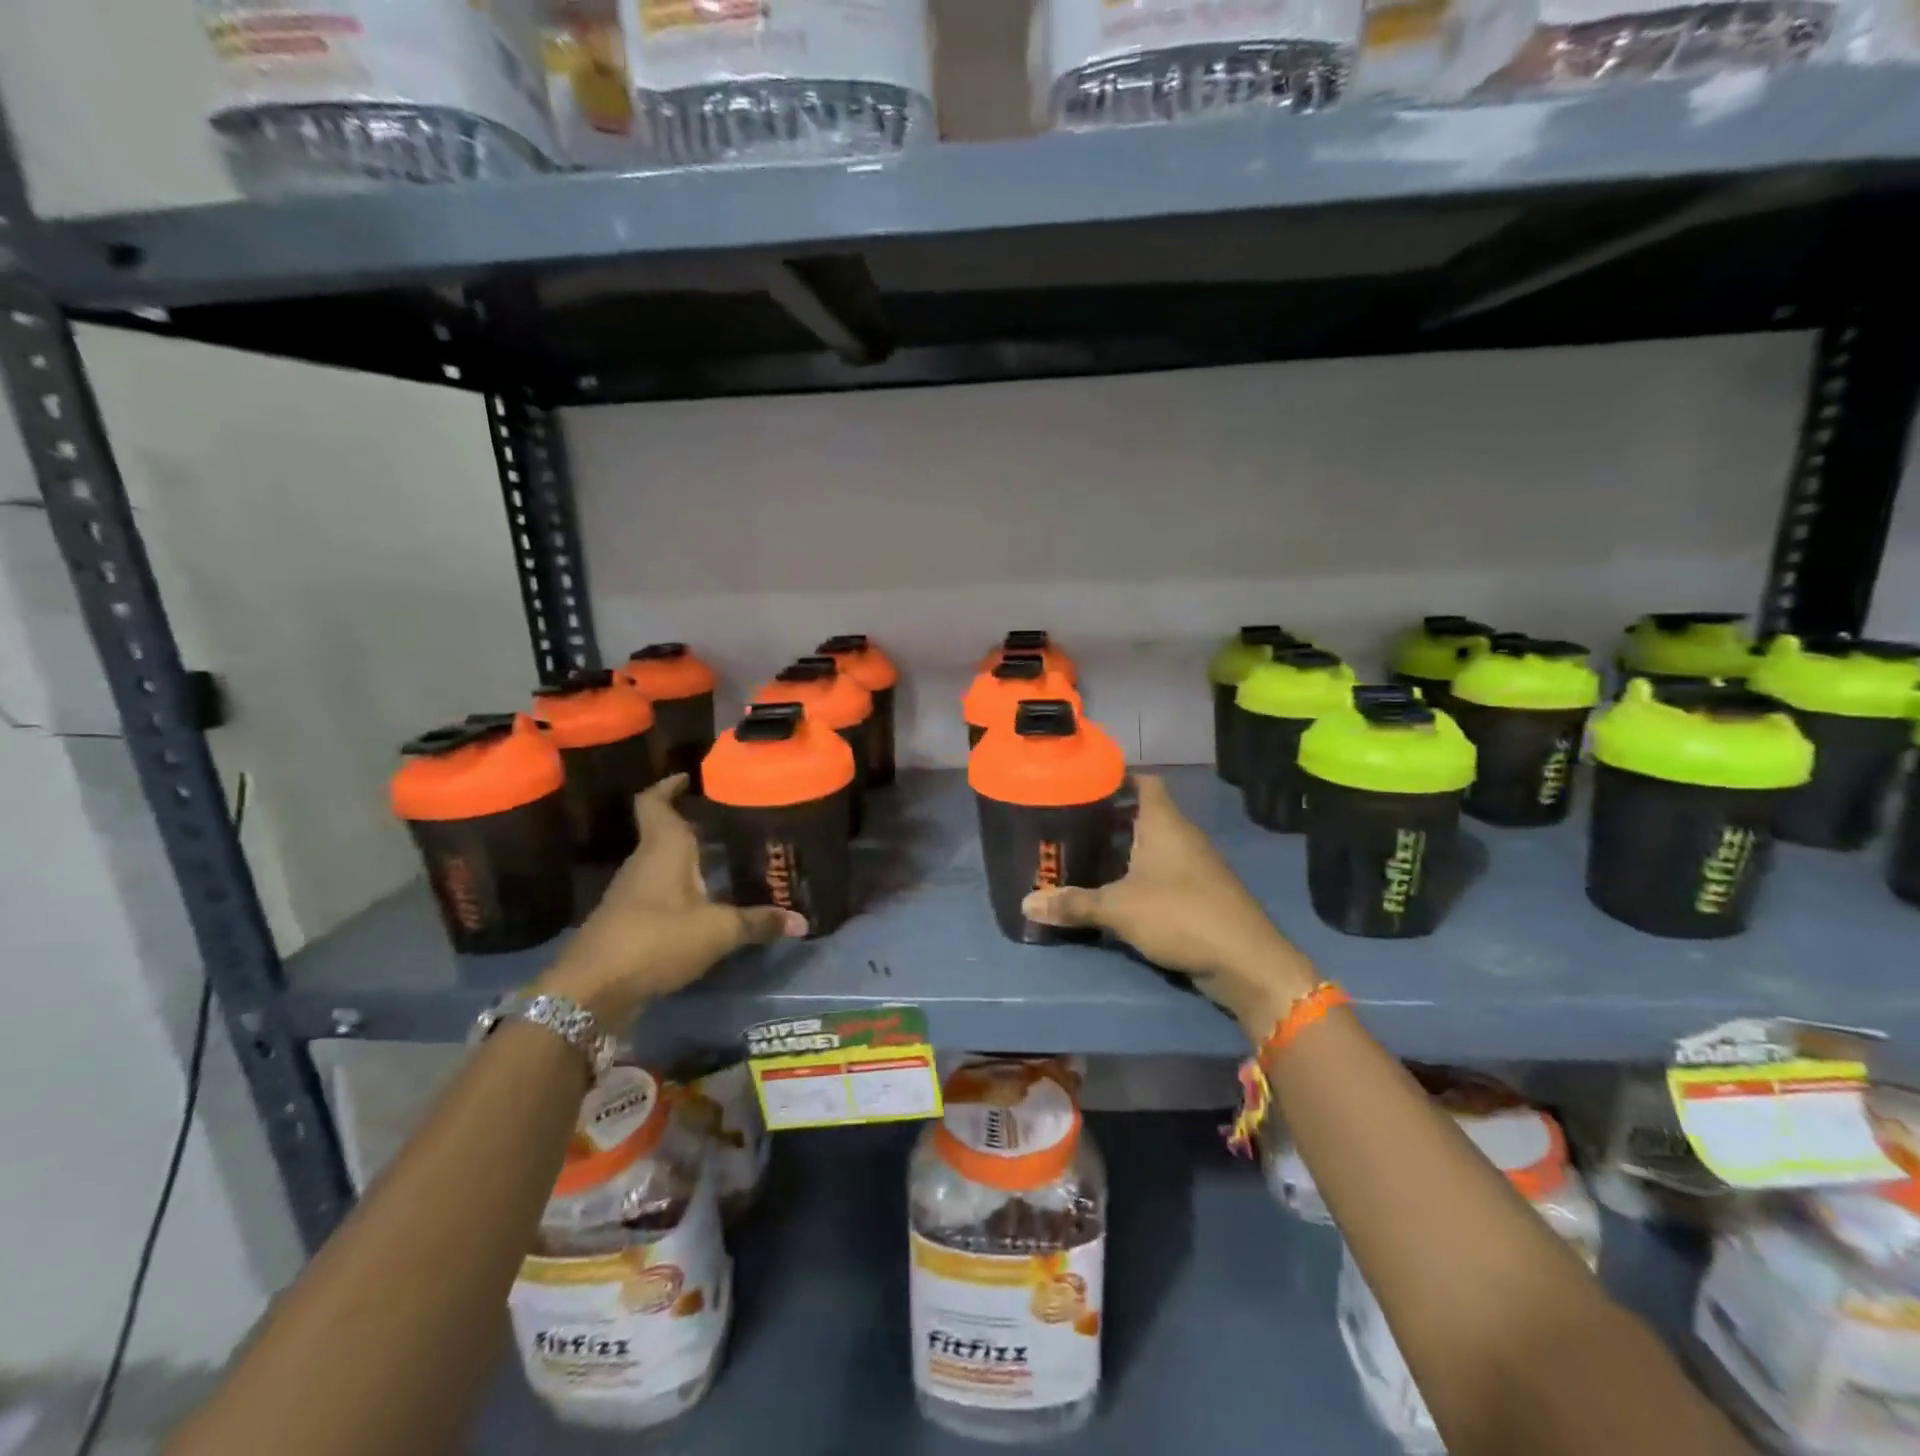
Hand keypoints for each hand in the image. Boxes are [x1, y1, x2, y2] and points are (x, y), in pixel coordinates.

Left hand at [538, 775, 805, 1026]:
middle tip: (732, 821)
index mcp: (663, 848)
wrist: (592, 991)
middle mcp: (644, 863)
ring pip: (662, 863)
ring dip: (688, 859)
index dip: (669, 785)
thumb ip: (759, 922)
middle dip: (694, 824)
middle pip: (663, 831)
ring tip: (726, 858)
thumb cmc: (656, 939)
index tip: (690, 777)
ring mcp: (632, 894)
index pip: (655, 802)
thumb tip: (802, 921)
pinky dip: (681, 890)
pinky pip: (659, 892)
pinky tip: (707, 903)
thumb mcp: (718, 931)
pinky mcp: (628, 922)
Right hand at [1022, 774, 1316, 1033]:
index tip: (1084, 784)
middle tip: (1071, 823)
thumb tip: (1025, 904)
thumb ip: (1073, 903)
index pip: (1144, 781)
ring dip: (1122, 847)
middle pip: (1143, 813)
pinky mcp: (1198, 892)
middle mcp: (1181, 835)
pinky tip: (1112, 889)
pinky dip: (1137, 872)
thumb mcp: (1119, 908)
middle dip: (1108, 817)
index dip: (1117, 777)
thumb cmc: (1180, 915)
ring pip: (1151, 844)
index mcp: (1164, 823)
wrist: (1245, 961)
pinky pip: (1160, 870)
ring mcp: (1193, 864)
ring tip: (1083, 855)